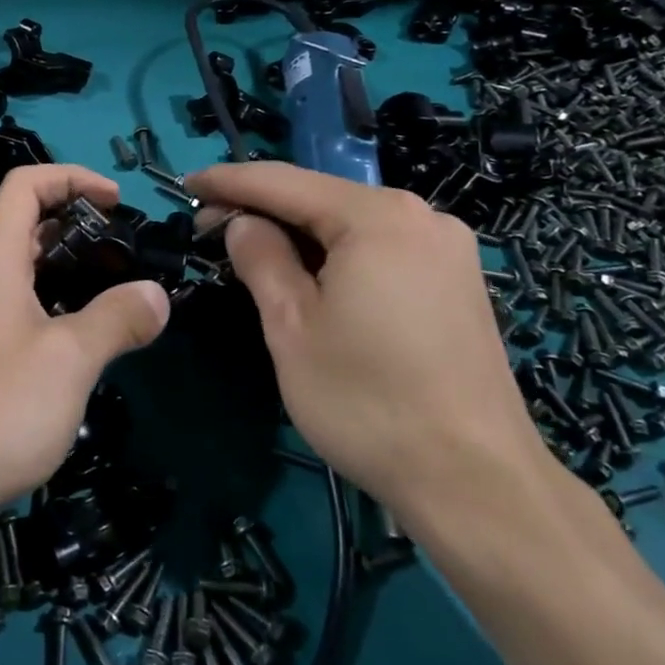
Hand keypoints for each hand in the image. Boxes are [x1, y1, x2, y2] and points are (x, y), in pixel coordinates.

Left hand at [0, 165, 170, 534]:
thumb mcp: (70, 360)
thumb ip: (118, 318)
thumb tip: (157, 295)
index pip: (26, 185)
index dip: (73, 177)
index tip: (117, 201)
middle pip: (21, 223)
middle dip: (75, 223)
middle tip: (122, 251)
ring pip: (16, 268)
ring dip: (62, 267)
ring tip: (109, 293)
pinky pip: (8, 305)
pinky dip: (45, 301)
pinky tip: (73, 341)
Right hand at [185, 162, 555, 541]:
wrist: (477, 484)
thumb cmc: (368, 402)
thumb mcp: (292, 328)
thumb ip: (261, 259)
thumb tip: (242, 223)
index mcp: (377, 216)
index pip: (284, 182)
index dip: (229, 181)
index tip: (186, 184)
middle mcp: (420, 215)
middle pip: (322, 198)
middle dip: (264, 209)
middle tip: (211, 229)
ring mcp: (447, 248)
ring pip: (352, 224)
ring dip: (301, 234)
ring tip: (253, 253)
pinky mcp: (458, 281)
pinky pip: (382, 248)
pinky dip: (338, 254)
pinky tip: (313, 278)